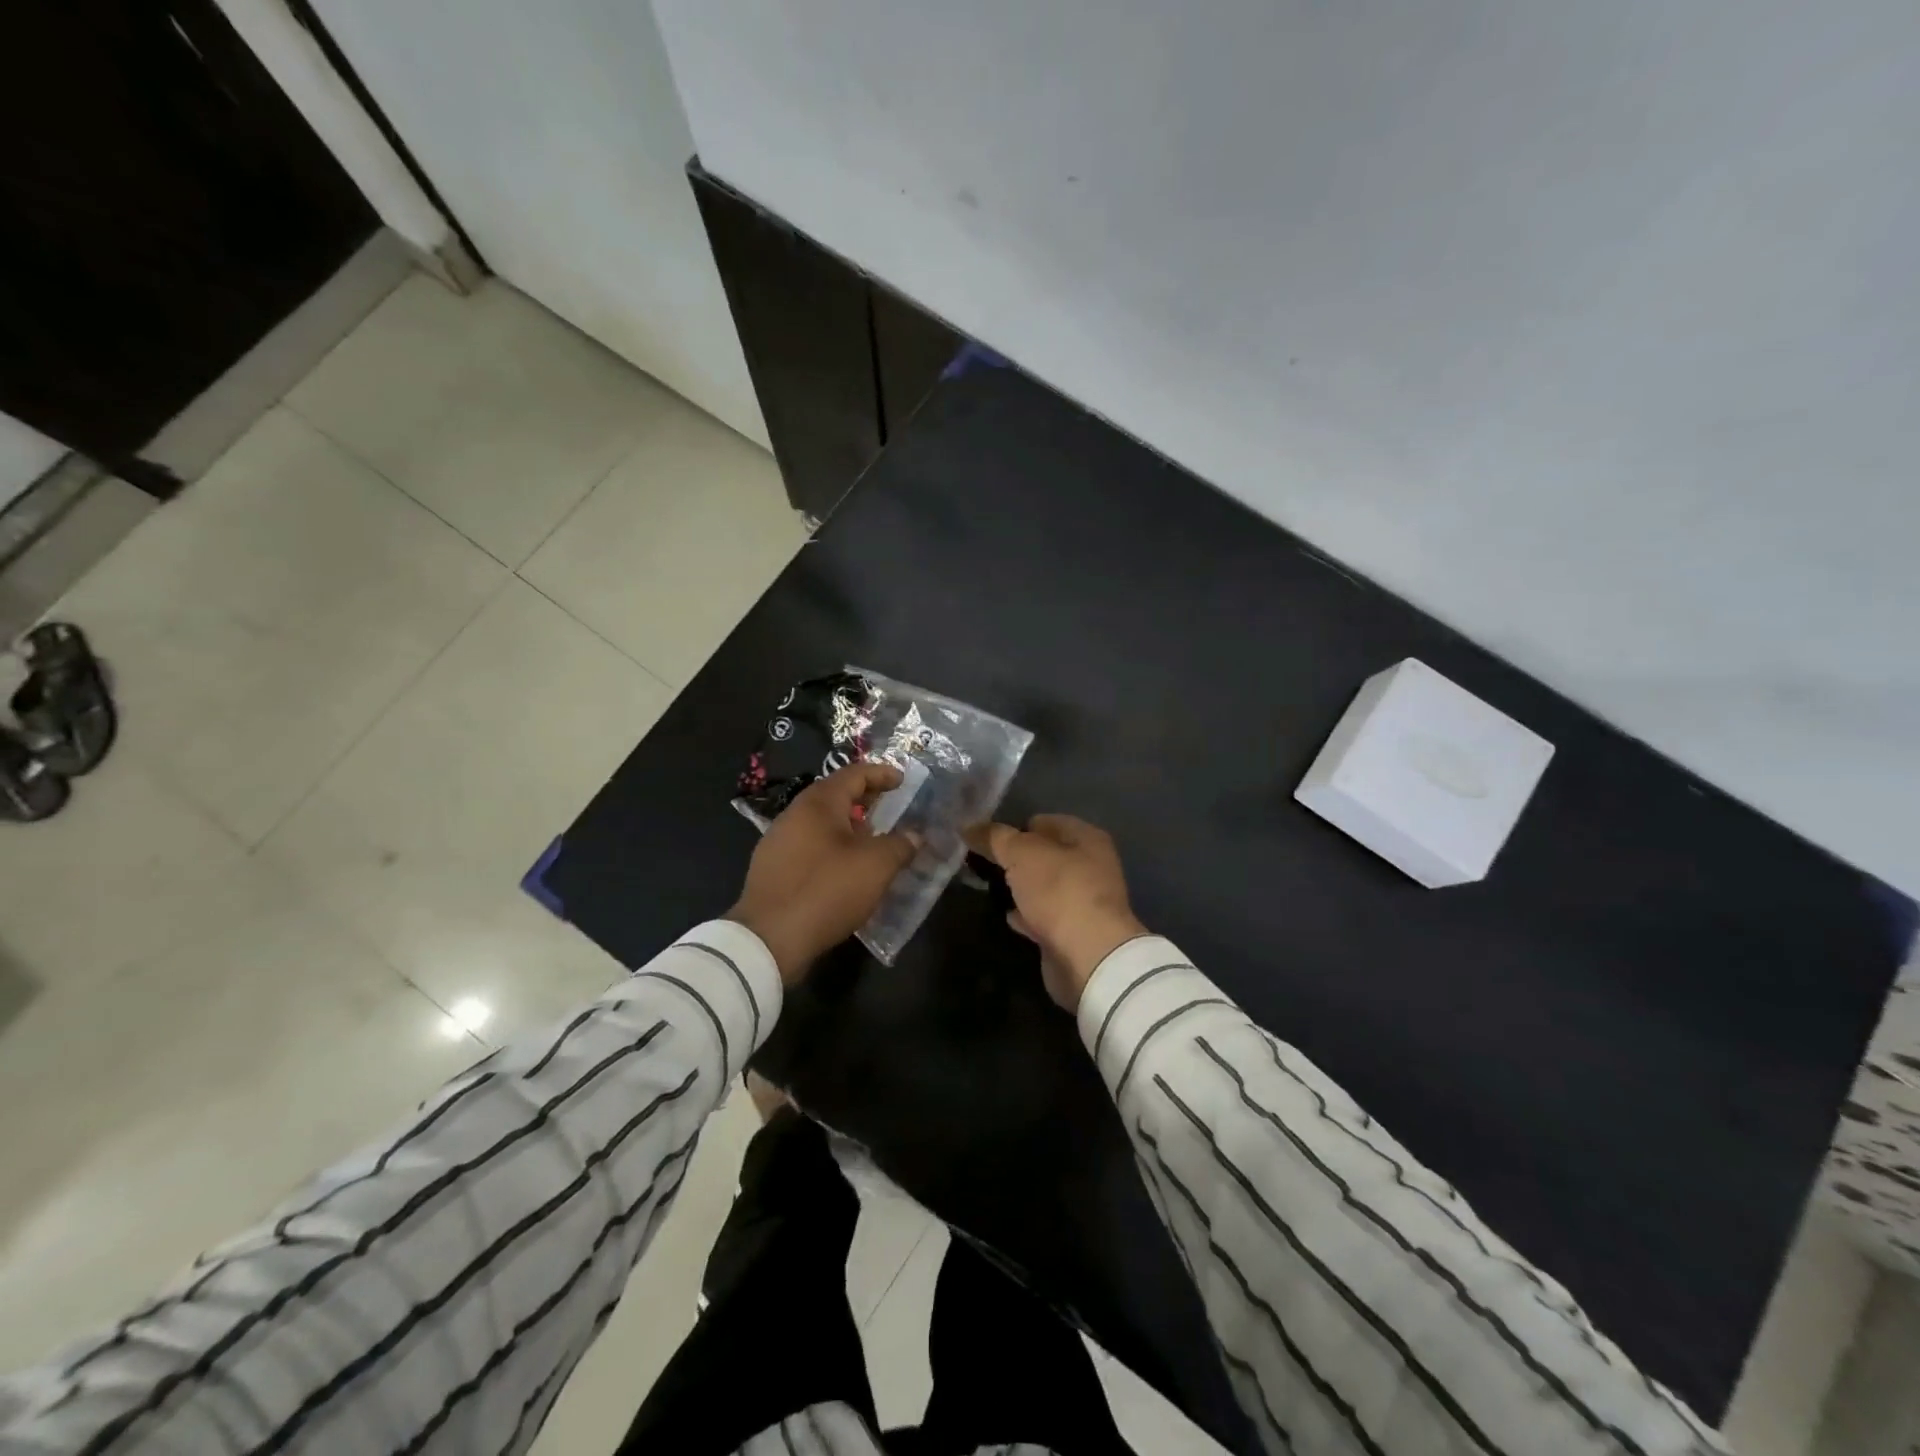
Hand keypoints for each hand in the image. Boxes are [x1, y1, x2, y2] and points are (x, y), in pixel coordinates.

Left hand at [727, 761, 918, 983]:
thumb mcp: (875, 866)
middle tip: (890, 806)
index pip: (854, 774)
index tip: (903, 780)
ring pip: (821, 822)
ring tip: (873, 839)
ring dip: (848, 825)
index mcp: (818, 803)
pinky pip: (809, 845)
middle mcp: (794, 814)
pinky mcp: (772, 869)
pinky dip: (832, 846)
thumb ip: (900, 845)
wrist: (768, 940)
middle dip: (865, 798)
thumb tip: (914, 835)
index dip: (881, 774)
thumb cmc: (826, 891)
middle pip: (835, 795)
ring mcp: (778, 842)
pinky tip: (845, 868)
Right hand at [964, 814, 1146, 1010]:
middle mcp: (1091, 866)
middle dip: (1015, 859)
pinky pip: (1043, 916)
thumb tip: (968, 826)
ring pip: (1043, 887)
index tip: (985, 840)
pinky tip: (1007, 916)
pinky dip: (1026, 915)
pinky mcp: (1073, 932)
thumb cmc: (1059, 890)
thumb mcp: (1021, 853)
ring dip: (1020, 887)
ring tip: (989, 887)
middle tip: (983, 863)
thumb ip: (994, 837)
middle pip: (1044, 855)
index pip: (1044, 822)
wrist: (1088, 955)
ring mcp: (1083, 901)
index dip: (1014, 827)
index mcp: (1086, 838)